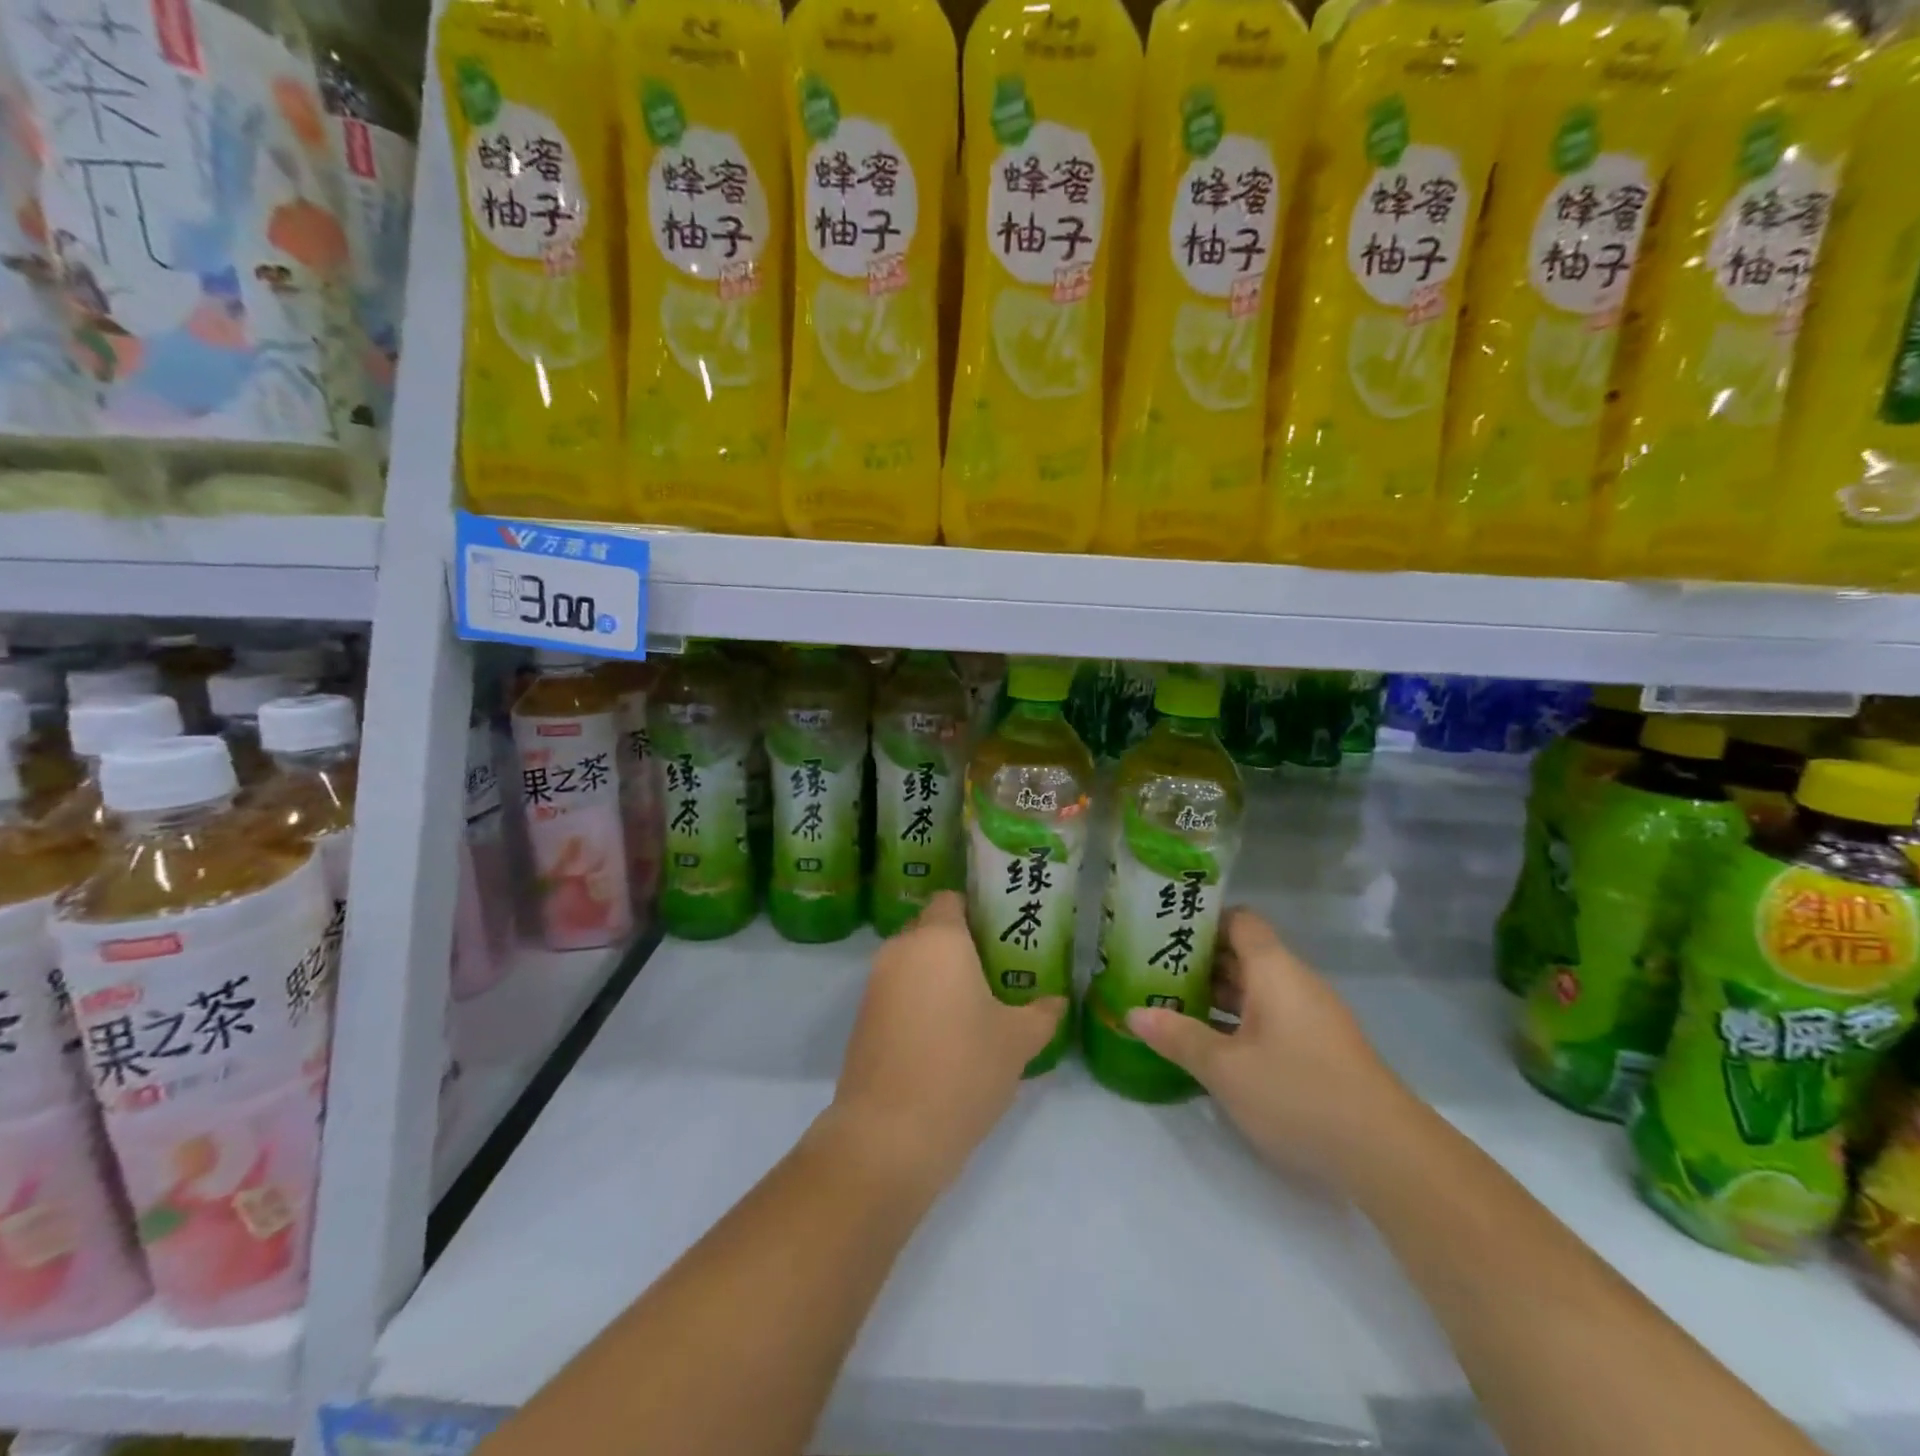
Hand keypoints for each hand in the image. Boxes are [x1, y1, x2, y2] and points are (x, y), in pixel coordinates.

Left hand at [830, 892, 1066, 1196]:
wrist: (890, 1134)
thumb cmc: (963, 1068)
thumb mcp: (1017, 1041)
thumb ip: (1041, 1014)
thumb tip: (1058, 1001)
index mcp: (938, 939)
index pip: (952, 900)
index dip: (977, 911)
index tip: (1002, 934)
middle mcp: (901, 950)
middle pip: (931, 930)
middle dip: (960, 945)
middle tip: (996, 972)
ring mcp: (875, 984)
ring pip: (913, 963)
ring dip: (938, 976)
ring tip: (975, 1007)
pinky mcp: (862, 1019)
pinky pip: (897, 993)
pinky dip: (919, 1002)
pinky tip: (944, 1037)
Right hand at [1126, 907, 1410, 1182]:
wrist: (1388, 1156)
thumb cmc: (1299, 1094)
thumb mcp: (1226, 1069)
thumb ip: (1178, 1036)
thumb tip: (1134, 1013)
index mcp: (1274, 970)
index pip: (1239, 920)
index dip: (1202, 919)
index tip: (1163, 929)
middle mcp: (1295, 982)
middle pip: (1243, 953)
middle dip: (1198, 959)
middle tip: (1151, 968)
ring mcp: (1311, 1016)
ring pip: (1255, 988)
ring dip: (1216, 993)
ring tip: (1169, 1002)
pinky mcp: (1319, 1048)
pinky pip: (1269, 1016)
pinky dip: (1237, 1019)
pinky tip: (1210, 1042)